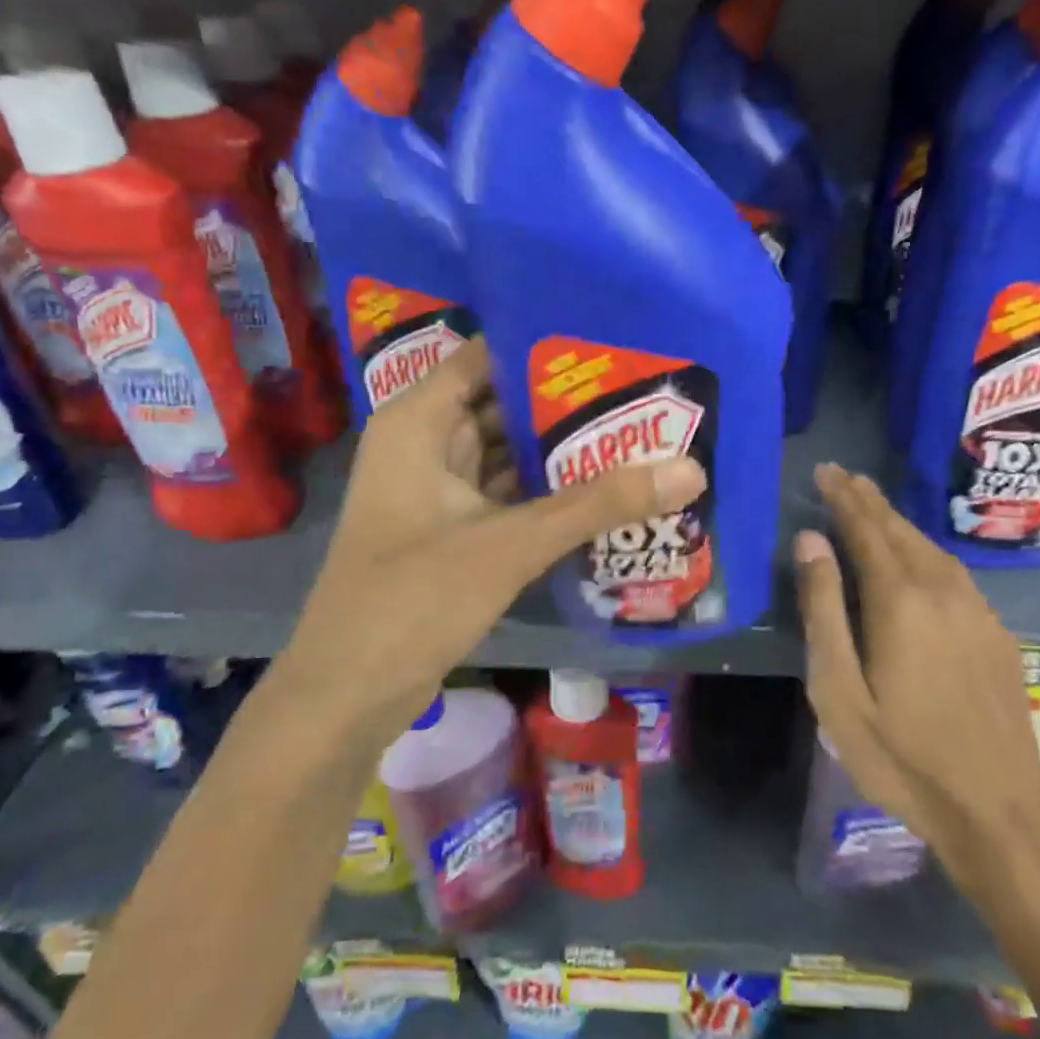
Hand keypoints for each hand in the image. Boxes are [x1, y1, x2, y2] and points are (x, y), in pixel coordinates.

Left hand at [281, 338, 705, 744]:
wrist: (349, 694)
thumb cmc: (414, 598)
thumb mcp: (512, 544)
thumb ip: (598, 504)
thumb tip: (690, 470)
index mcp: (420, 421)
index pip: (488, 356)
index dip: (546, 348)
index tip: (614, 344)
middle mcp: (426, 443)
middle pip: (504, 405)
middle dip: (569, 404)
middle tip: (645, 392)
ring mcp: (438, 490)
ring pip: (508, 453)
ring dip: (562, 452)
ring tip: (638, 433)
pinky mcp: (453, 530)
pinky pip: (507, 495)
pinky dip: (547, 493)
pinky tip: (603, 490)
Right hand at [794, 462, 1039, 897]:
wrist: (999, 810)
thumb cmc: (902, 755)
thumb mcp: (839, 690)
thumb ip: (823, 609)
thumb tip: (810, 540)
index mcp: (900, 600)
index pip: (866, 529)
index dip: (844, 497)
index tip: (826, 470)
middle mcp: (943, 591)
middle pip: (901, 531)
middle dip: (869, 500)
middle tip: (844, 476)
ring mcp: (977, 611)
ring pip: (931, 548)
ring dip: (898, 522)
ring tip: (873, 504)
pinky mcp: (996, 634)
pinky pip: (954, 572)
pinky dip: (925, 550)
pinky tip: (919, 557)